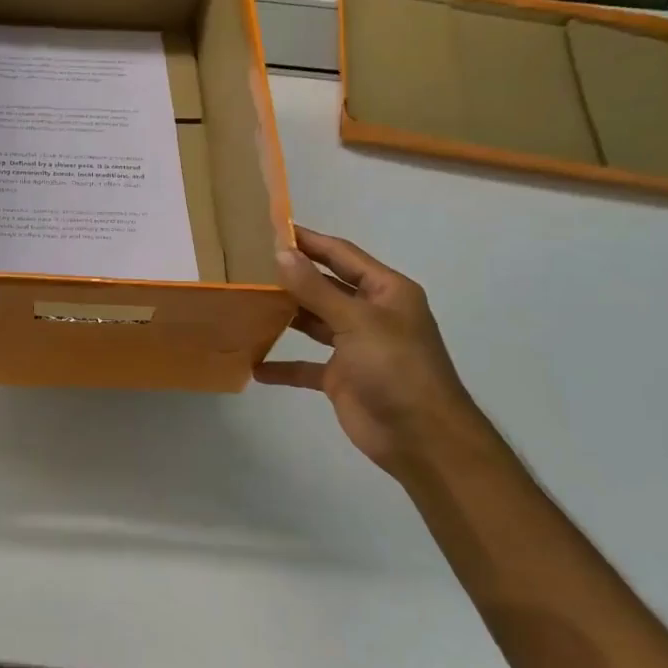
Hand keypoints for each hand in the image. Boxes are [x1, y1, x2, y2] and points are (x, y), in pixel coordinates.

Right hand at [254, 225, 489, 476]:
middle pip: (325, 287)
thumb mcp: (357, 322)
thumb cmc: (396, 368)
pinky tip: (254, 365)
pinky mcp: (341, 378)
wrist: (420, 438)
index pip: (342, 256)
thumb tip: (281, 253)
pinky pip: (306, 366)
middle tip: (248, 266)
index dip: (310, 242)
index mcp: (386, 292)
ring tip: (246, 304)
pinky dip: (283, 365)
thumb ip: (316, 289)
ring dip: (284, 317)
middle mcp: (371, 314)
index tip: (272, 229)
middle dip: (292, 278)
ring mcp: (355, 347)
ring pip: (314, 323)